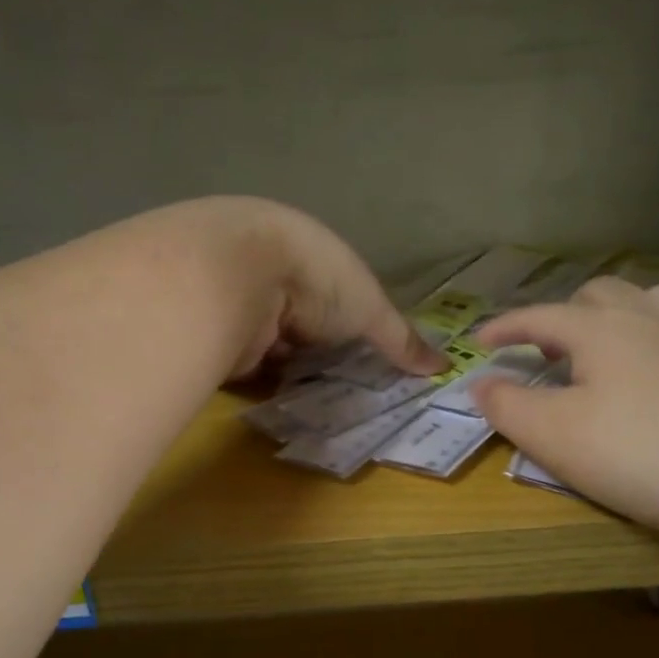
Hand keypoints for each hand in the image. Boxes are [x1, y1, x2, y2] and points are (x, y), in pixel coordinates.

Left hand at [161, 198, 443, 380]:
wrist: (234, 275)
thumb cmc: (316, 281)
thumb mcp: (371, 310)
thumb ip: (401, 340)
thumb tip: (443, 366)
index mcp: (311, 251)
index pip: (336, 293)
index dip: (351, 325)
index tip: (366, 360)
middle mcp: (273, 272)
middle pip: (302, 321)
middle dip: (318, 353)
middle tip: (344, 391)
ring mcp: (240, 299)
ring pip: (272, 342)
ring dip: (288, 369)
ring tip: (316, 405)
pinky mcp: (215, 330)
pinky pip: (245, 361)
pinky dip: (262, 383)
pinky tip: (280, 406)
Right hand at [471, 277, 658, 538]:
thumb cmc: (638, 453)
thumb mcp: (554, 435)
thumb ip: (508, 405)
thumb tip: (480, 382)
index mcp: (600, 329)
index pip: (540, 316)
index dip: (506, 327)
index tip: (481, 342)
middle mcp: (649, 318)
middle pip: (598, 295)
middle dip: (564, 315)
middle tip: (549, 351)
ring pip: (651, 300)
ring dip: (619, 314)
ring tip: (608, 345)